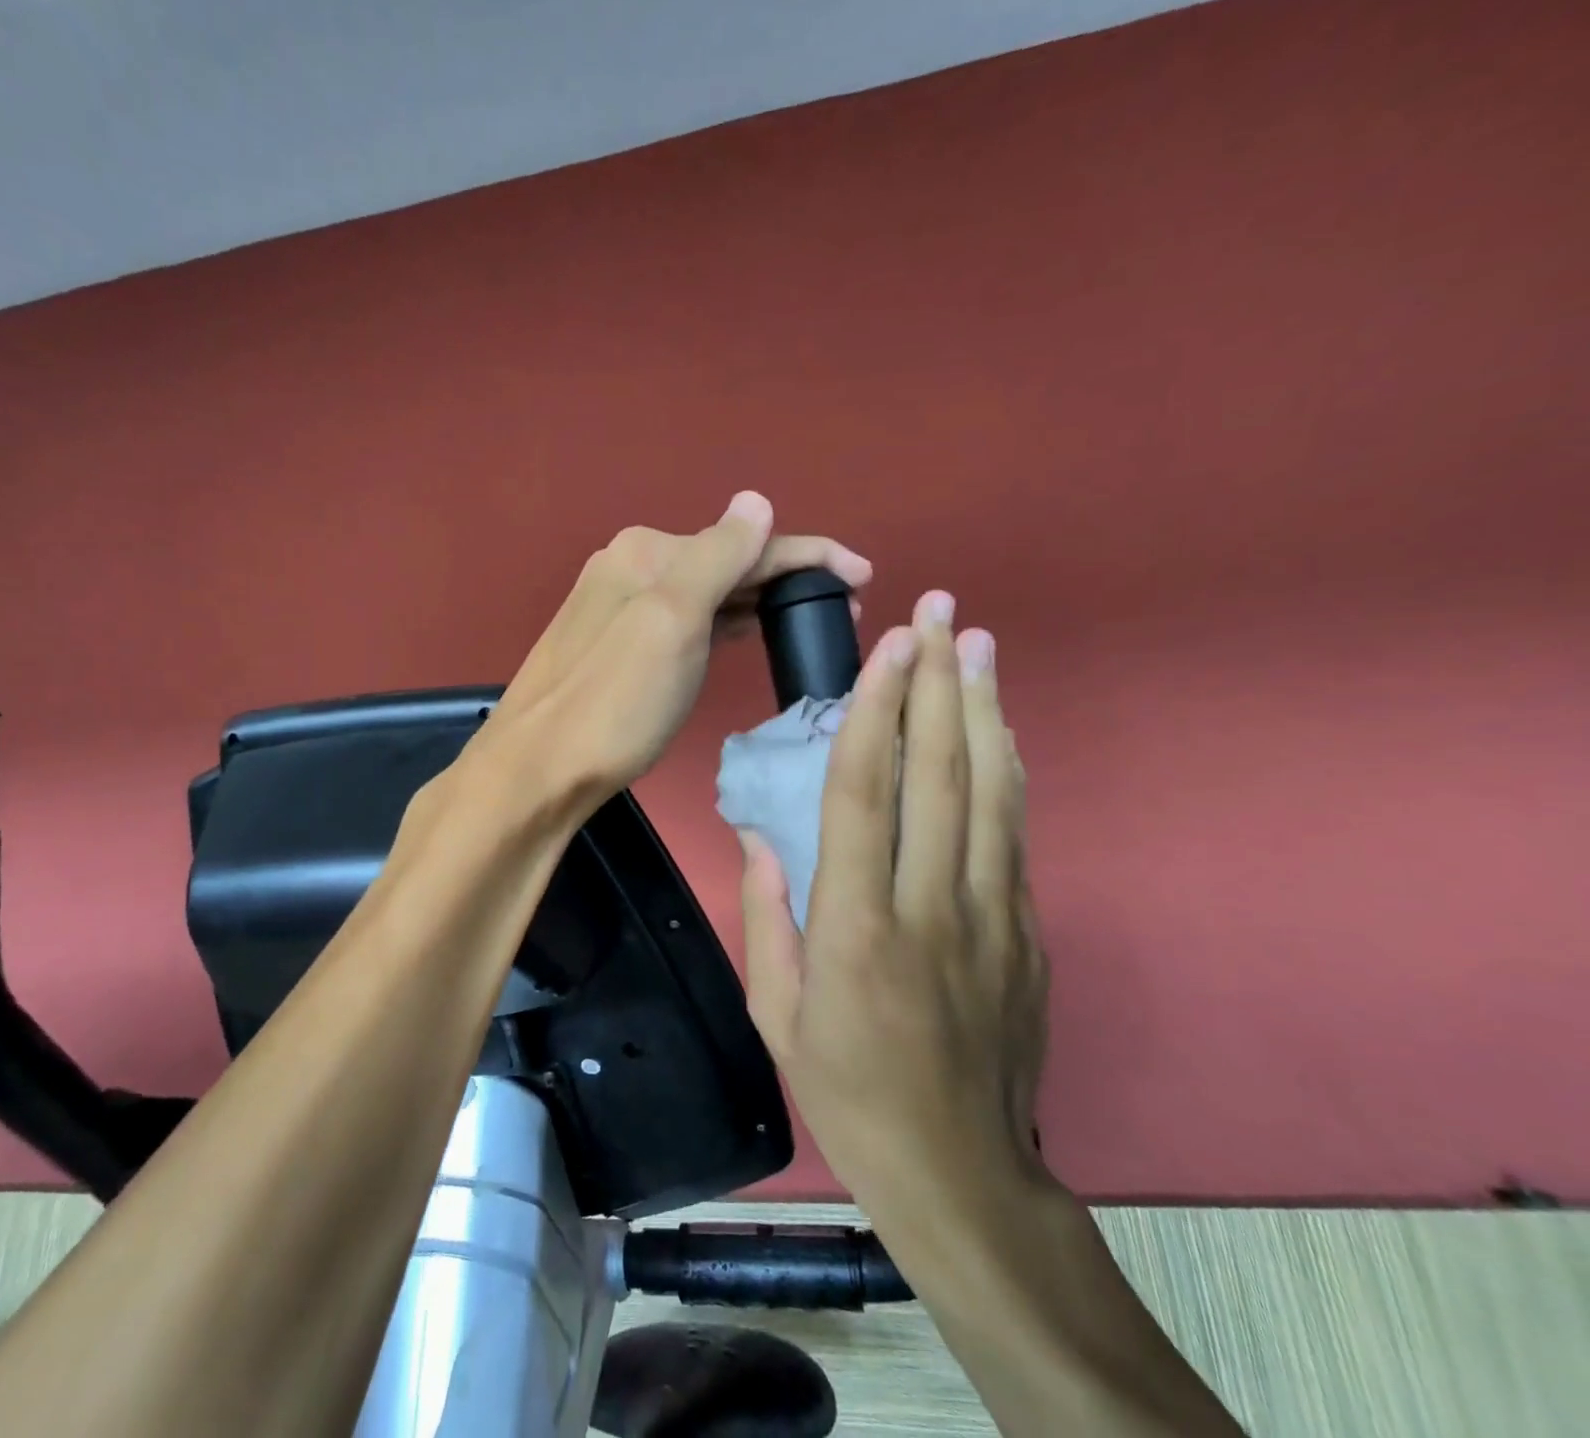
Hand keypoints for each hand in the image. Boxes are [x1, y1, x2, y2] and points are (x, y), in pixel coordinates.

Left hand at [478, 491, 870, 808]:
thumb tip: (755, 502)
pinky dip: (724, 620)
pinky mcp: (617, 645)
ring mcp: (620, 608)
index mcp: (647, 552)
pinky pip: (687, 618)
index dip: (809, 555)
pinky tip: (745, 630)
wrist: (537, 771)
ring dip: (758, 598)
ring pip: (706, 591)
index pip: (744, 541)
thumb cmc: (614, 703)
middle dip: (786, 577)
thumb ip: (716, 557)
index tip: (863, 577)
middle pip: (725, 562)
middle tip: (842, 609)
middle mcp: (630, 567)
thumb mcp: (672, 623)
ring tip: (808, 619)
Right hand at [740, 591, 1050, 1230]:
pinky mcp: (1027, 932)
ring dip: (983, 710)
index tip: (887, 649)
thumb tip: (759, 836)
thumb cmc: (849, 1091)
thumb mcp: (776, 1014)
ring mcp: (992, 917)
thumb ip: (767, 916)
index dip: (876, 713)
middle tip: (941, 613)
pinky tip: (998, 729)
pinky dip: (1006, 770)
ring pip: (991, 793)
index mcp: (856, 928)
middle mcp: (931, 906)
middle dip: (939, 683)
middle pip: (941, 774)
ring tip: (976, 645)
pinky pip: (1014, 833)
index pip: (865, 795)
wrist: (961, 1173)